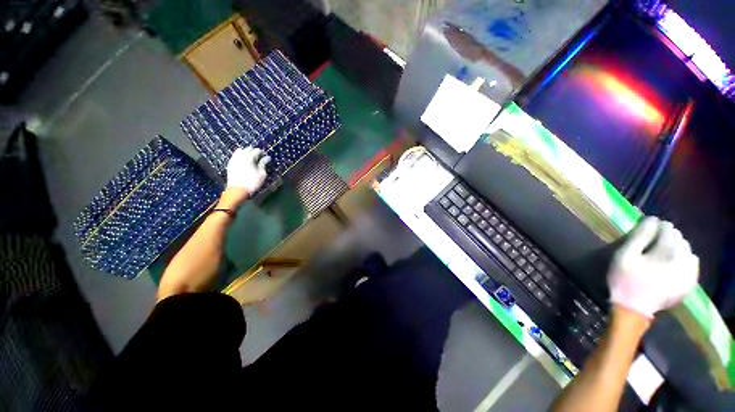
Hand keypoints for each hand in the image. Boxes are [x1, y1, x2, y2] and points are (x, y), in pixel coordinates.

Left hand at [226, 146, 269, 194]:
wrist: (237, 190)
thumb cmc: (252, 182)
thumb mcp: (261, 174)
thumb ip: (263, 164)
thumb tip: (267, 157)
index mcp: (250, 157)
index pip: (256, 150)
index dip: (261, 152)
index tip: (265, 156)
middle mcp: (241, 156)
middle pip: (247, 149)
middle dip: (253, 151)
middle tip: (258, 156)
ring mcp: (234, 159)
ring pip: (240, 151)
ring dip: (245, 152)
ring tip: (250, 157)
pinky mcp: (230, 163)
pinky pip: (235, 155)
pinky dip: (239, 155)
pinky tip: (243, 160)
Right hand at [608, 217, 698, 317]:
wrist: (633, 309)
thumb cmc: (624, 279)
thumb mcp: (624, 256)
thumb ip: (638, 237)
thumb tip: (651, 219)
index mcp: (664, 254)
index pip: (668, 231)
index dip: (660, 226)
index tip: (651, 225)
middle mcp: (681, 261)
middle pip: (680, 240)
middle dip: (670, 236)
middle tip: (657, 238)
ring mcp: (688, 274)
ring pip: (688, 251)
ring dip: (679, 247)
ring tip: (667, 250)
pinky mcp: (689, 284)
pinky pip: (694, 265)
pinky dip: (687, 259)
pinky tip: (678, 262)